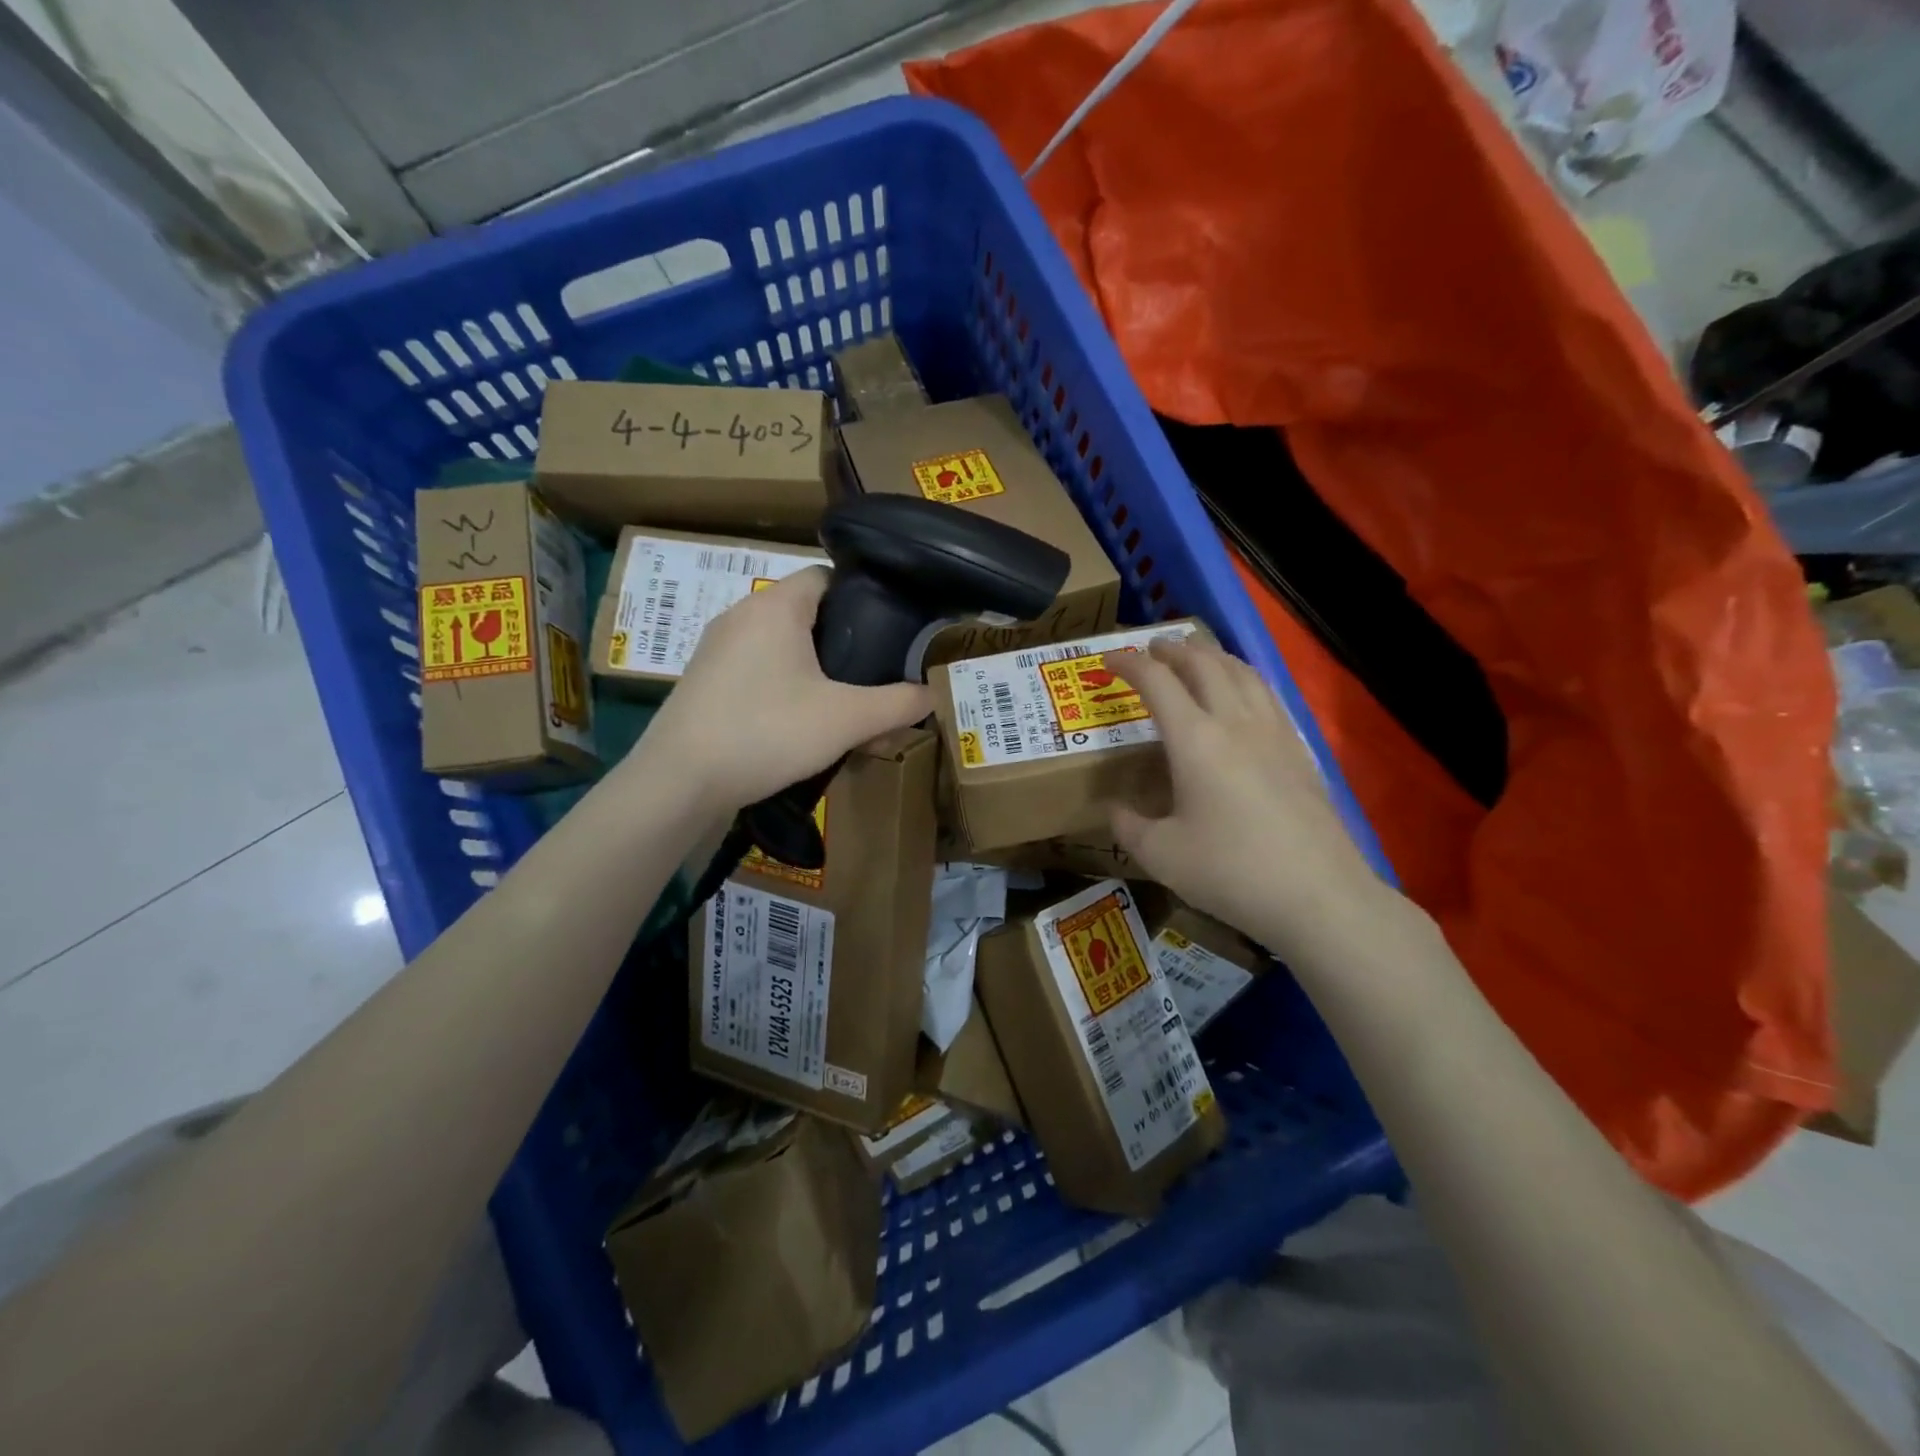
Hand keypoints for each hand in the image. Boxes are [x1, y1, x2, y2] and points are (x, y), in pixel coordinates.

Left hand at [638, 567, 931, 813]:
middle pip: (806, 614)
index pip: (827, 576)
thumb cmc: (768, 732)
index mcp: (776, 606)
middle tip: (874, 675)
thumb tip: (933, 693)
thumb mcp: (847, 720)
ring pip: (781, 647)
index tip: (890, 631)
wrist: (680, 781)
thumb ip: (898, 704)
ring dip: (814, 671)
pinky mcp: (703, 682)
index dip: (863, 597)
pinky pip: (757, 672)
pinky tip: (799, 727)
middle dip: (843, 643)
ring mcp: (716, 649)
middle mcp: (741, 615)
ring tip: (842, 706)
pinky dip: (784, 689)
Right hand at [1112, 638, 1386, 960]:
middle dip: (1173, 649)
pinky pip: (1267, 695)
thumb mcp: (1161, 856)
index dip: (1130, 664)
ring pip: (1242, 672)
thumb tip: (1114, 808)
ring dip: (1212, 656)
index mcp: (1195, 740)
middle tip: (1152, 650)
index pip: (1157, 682)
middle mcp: (1235, 722)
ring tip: (1196, 658)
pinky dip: (1244, 678)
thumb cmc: (1231, 872)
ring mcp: (1274, 733)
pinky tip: (1242, 696)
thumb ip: (1128, 826)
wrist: (1318, 896)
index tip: (1109, 661)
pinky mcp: (1300, 750)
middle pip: (1204, 663)